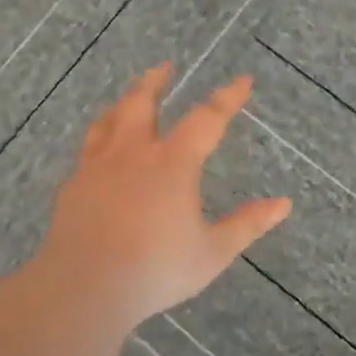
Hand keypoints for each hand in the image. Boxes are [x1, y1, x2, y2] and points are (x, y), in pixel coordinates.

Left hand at [38, 64, 290, 327]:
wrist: (84, 288)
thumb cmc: (155, 270)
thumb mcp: (212, 252)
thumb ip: (247, 225)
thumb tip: (283, 204)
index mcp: (172, 164)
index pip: (206, 119)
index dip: (227, 98)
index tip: (242, 81)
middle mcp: (133, 154)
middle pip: (142, 104)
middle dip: (155, 82)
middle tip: (164, 67)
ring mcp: (97, 168)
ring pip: (108, 121)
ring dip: (122, 103)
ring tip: (128, 98)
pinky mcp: (72, 187)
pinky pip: (87, 150)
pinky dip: (98, 137)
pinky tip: (98, 150)